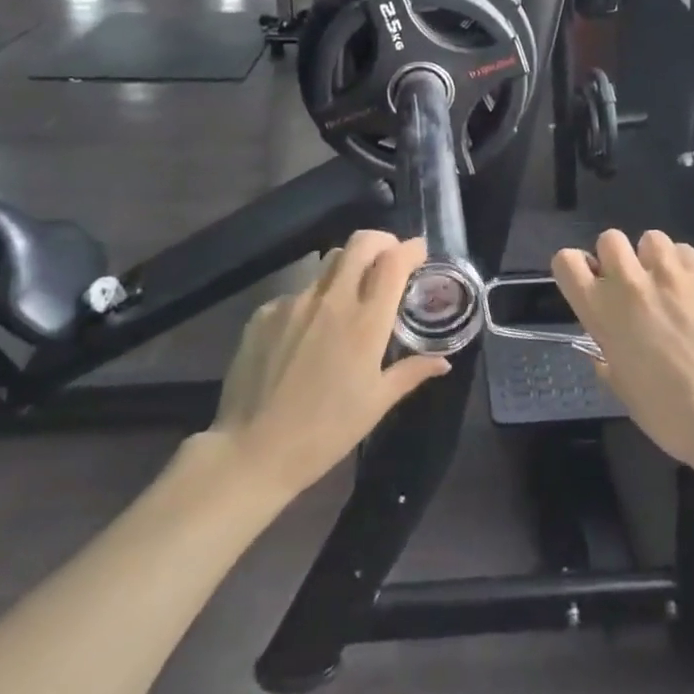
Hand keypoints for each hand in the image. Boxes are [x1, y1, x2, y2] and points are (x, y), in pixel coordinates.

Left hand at [210, 231, 448, 497]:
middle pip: (360, 243)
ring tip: (348, 299)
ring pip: (328, 265)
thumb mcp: (375, 405)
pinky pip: (297, 294)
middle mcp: (331, 300)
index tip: (418, 252)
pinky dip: (311, 303)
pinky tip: (306, 335)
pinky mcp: (264, 312)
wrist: (251, 451)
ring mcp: (294, 302)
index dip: (410, 249)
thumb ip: (410, 373)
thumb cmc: (324, 433)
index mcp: (365, 323)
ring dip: (347, 270)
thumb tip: (442, 361)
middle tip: (389, 258)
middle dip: (381, 242)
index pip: (393, 262)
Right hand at [552, 230, 693, 473]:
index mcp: (601, 310)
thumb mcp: (621, 386)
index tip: (590, 284)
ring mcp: (669, 274)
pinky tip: (692, 291)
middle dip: (616, 257)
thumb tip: (604, 346)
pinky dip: (682, 266)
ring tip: (666, 284)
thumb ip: (606, 354)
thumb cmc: (667, 412)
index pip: (566, 261)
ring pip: (650, 238)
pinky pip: (684, 251)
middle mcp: (629, 283)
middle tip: (631, 285)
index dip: (576, 268)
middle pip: (609, 238)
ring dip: (652, 258)